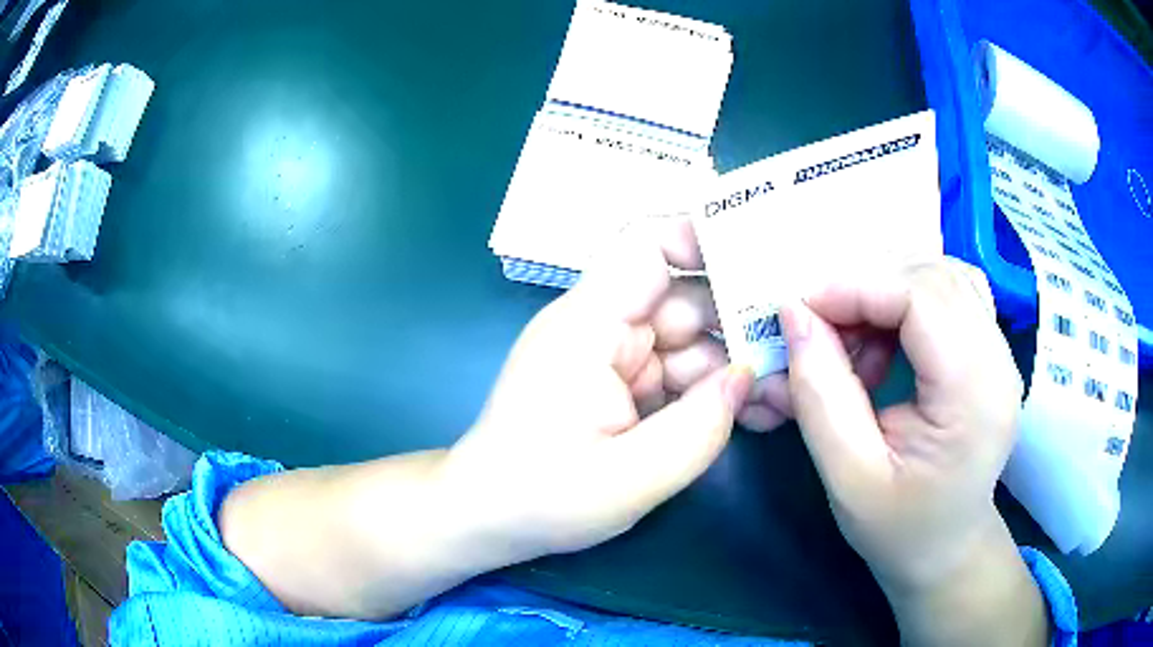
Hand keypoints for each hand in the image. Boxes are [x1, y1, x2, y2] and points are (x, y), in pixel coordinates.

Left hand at [437, 220, 759, 564]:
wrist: (488, 517)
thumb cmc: (541, 497)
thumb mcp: (630, 478)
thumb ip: (699, 428)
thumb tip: (747, 376)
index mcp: (589, 325)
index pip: (645, 247)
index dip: (704, 240)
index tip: (765, 261)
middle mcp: (601, 326)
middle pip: (685, 297)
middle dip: (743, 322)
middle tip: (800, 350)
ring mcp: (611, 354)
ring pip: (690, 338)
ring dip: (735, 364)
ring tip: (783, 397)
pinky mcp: (619, 382)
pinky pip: (677, 371)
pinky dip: (711, 389)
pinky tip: (749, 413)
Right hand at [781, 260, 1047, 645]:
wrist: (945, 548)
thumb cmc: (898, 528)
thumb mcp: (848, 477)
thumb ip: (821, 395)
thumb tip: (794, 313)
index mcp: (974, 397)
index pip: (923, 298)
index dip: (857, 287)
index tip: (799, 309)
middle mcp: (999, 360)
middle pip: (934, 276)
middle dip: (867, 288)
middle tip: (822, 330)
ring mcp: (1001, 350)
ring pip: (942, 275)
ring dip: (888, 292)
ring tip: (857, 342)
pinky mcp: (990, 349)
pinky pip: (950, 292)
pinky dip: (908, 301)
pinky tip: (887, 340)